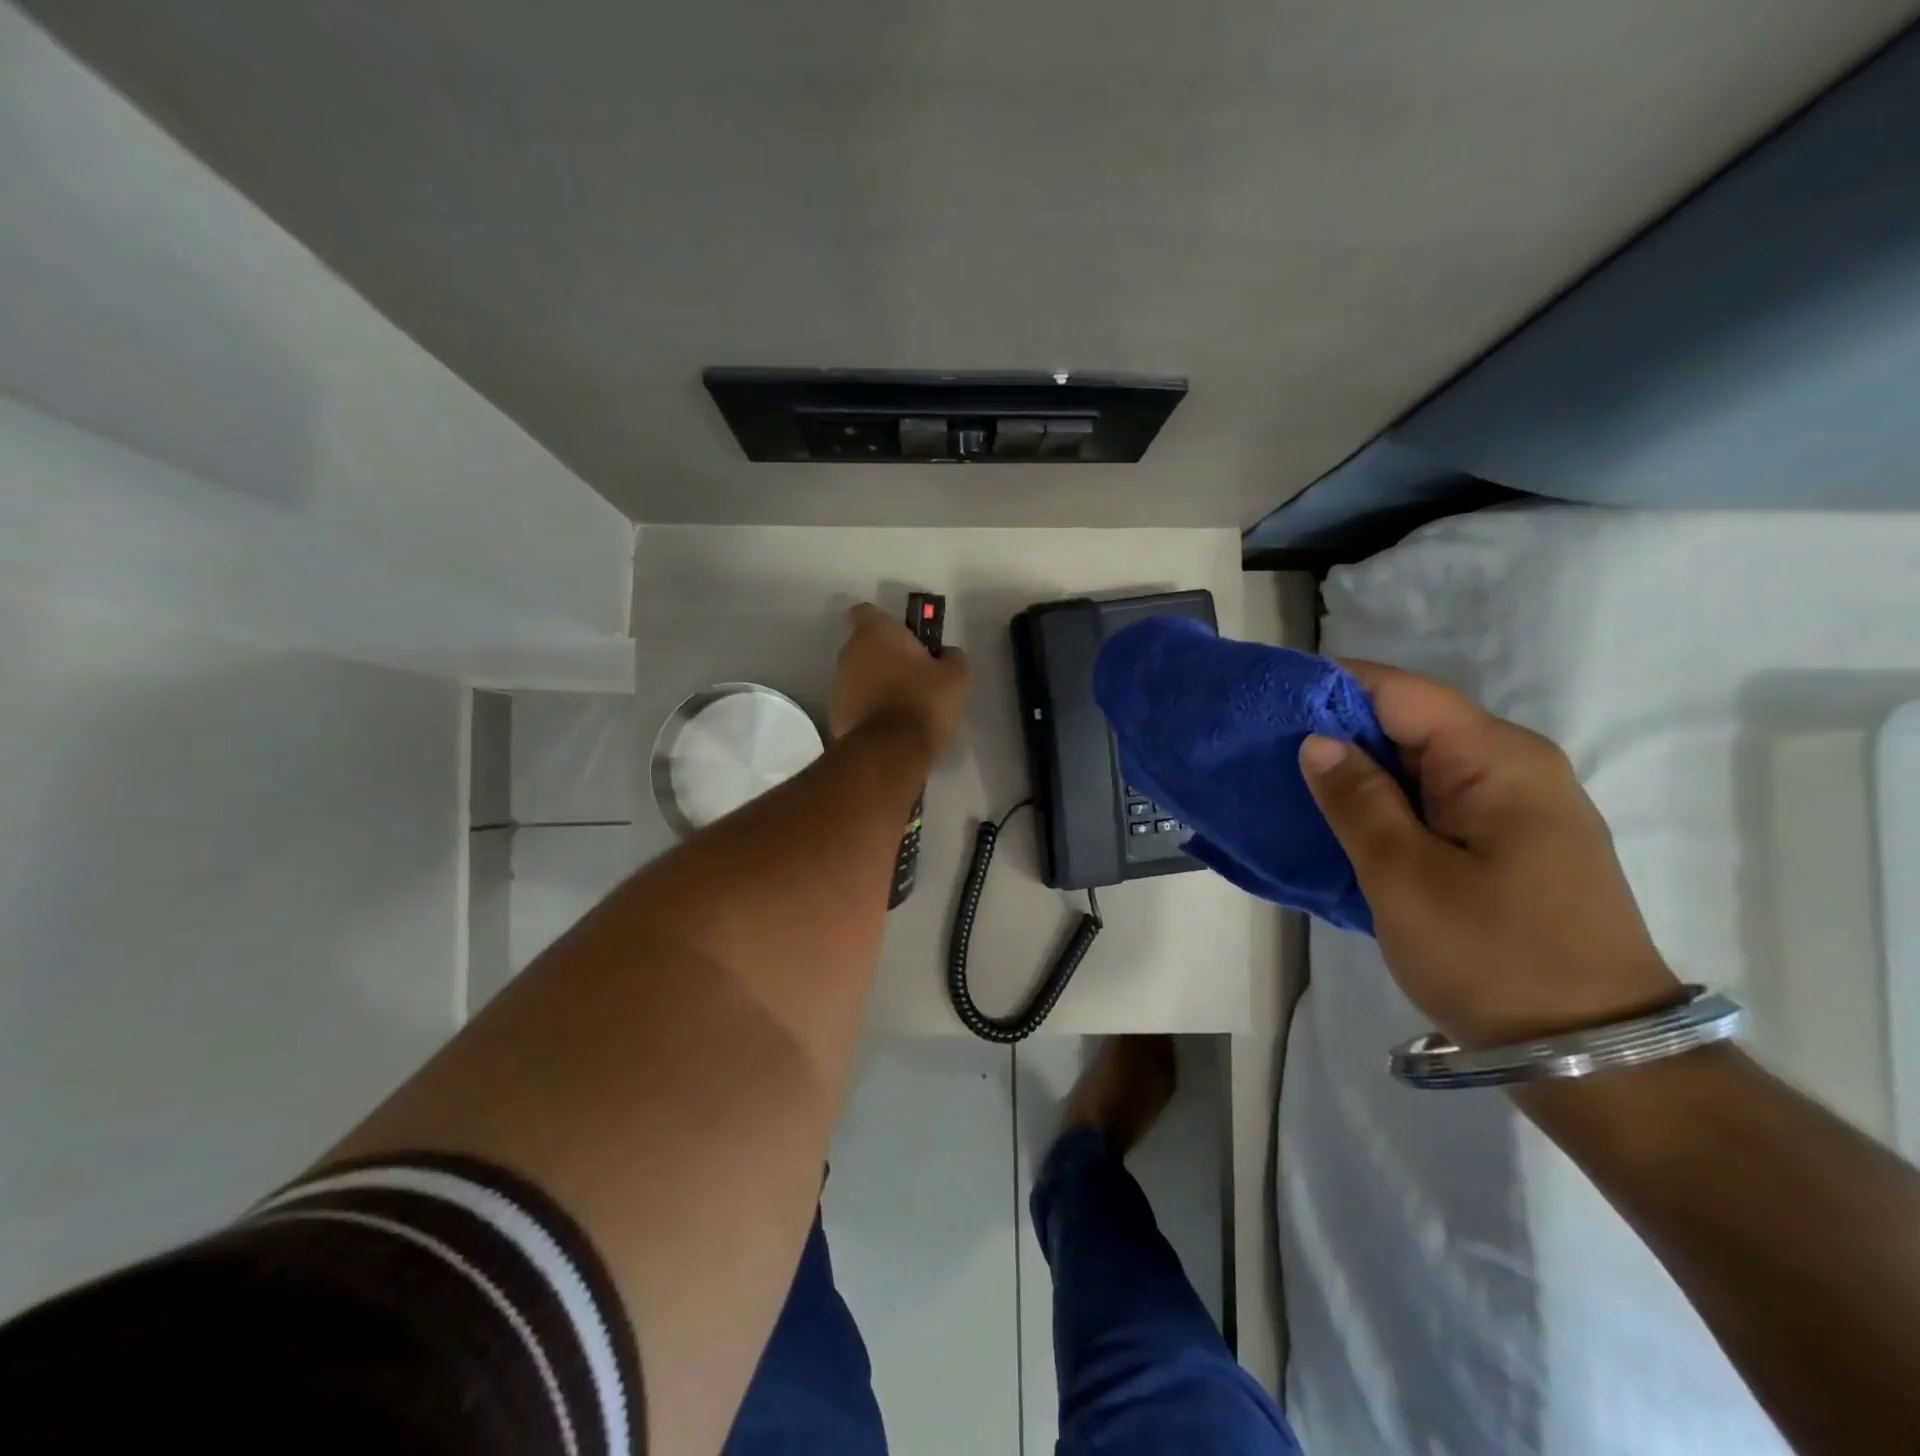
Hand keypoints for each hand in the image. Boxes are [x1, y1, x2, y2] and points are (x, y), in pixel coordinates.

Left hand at [830, 603, 971, 760]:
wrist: (889, 754)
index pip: (867, 612)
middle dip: (885, 657)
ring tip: (905, 707)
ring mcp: (838, 686)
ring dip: (876, 685)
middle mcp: (849, 654)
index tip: (908, 640)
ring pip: (859, 676)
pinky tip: (892, 728)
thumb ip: (951, 657)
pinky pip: (856, 704)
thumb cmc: (923, 703)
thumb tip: (946, 654)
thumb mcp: (956, 677)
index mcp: (875, 634)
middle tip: (914, 676)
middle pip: (864, 646)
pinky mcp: (836, 716)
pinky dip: (870, 711)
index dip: (887, 623)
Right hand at [1299, 661, 1682, 1047]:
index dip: (1330, 689)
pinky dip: (1381, 806)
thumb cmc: (1494, 957)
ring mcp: (1511, 807)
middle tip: (1263, 753)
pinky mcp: (1504, 843)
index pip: (1399, 692)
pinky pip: (1430, 802)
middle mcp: (1510, 767)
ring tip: (1287, 786)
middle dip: (1336, 732)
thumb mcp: (1405, 876)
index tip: (1267, 704)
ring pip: (1415, 765)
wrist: (1595, 1055)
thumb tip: (1315, 740)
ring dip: (1356, 773)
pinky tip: (1337, 824)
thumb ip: (1356, 800)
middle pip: (1407, 723)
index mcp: (1495, 759)